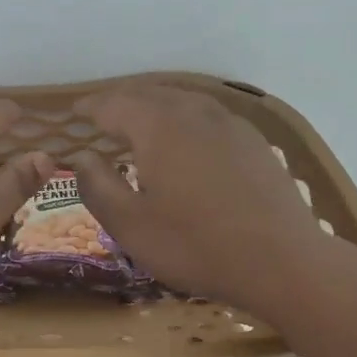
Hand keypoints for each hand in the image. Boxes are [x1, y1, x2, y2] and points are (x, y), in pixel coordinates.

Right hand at [68, 85, 330, 309]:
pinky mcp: (254, 143)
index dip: (89, 108)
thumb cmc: (194, 245)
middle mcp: (194, 113)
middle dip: (121, 101)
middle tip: (100, 115)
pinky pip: (208, 116)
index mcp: (158, 127)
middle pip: (149, 94)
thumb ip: (97, 186)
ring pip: (182, 100)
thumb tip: (83, 158)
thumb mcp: (129, 225)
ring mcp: (230, 125)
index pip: (114, 104)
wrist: (283, 262)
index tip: (73, 114)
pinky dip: (184, 119)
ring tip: (138, 123)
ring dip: (154, 106)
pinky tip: (185, 140)